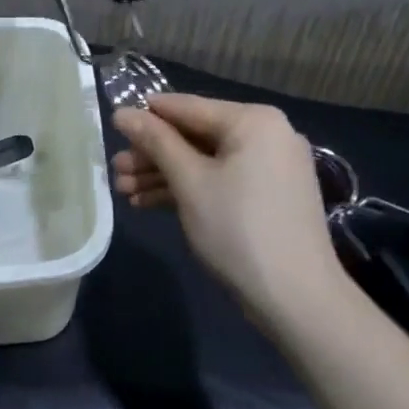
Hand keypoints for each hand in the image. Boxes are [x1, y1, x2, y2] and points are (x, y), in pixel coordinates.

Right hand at [111, 93, 343, 323]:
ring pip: (205, 161)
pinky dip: (188, 189)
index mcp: (253, 121)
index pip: (187, 107)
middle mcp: (265, 135)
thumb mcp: (189, 181)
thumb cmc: (238, 229)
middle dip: (152, 155)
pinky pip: (220, 180)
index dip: (146, 116)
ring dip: (163, 175)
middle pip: (194, 136)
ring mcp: (269, 167)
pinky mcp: (267, 196)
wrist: (298, 301)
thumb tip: (122, 112)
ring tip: (123, 191)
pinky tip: (148, 203)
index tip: (111, 126)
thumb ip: (155, 141)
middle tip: (115, 170)